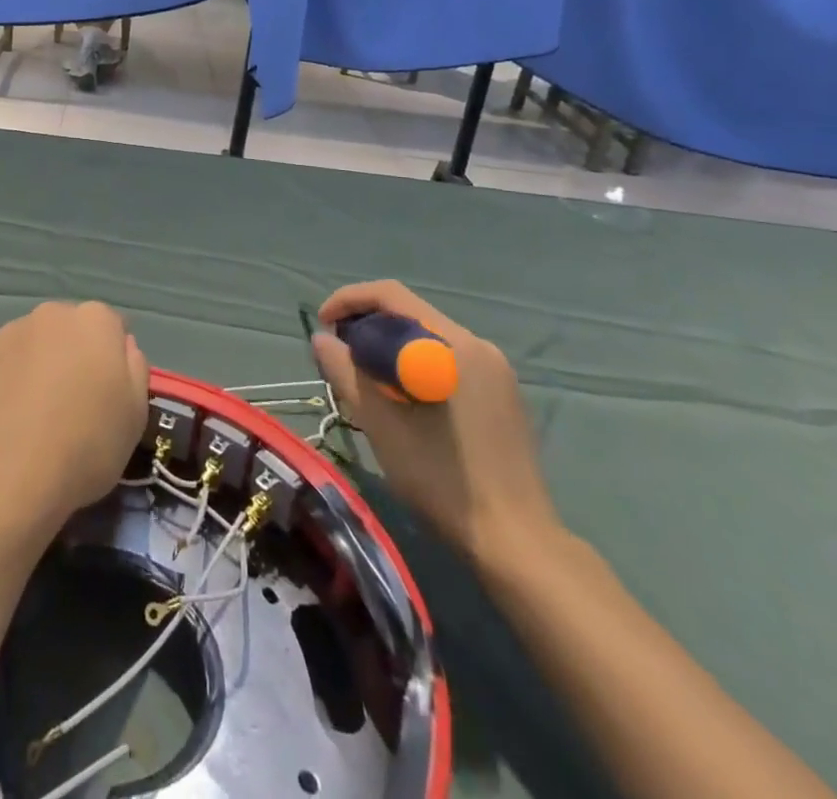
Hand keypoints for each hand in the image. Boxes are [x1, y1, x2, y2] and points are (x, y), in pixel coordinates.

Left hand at [0, 301, 150, 536]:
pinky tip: (4, 421)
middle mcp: (51, 314)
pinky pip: (1, 364)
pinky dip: (5, 382)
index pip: (112, 327)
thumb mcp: (136, 416)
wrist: (5, 474)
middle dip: (73, 357)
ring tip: (32, 418)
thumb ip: (134, 369)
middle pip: (69, 331)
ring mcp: (8, 332)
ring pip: (32, 345)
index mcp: (95, 321)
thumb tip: (122, 346)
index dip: (112, 361)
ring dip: (37, 367)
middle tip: (71, 405)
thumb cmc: (85, 445)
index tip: (107, 394)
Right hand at [313, 280, 560, 571]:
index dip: (349, 300)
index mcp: (454, 345)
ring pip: (428, 338)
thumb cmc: (441, 478)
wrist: (515, 542)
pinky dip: (414, 364)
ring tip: (361, 375)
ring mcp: (496, 372)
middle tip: (336, 352)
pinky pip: (447, 360)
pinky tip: (399, 396)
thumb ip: (345, 372)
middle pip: (410, 314)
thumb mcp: (380, 422)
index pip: (392, 296)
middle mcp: (480, 346)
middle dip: (366, 324)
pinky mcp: (501, 396)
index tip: (322, 323)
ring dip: (389, 346)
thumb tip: (321, 339)